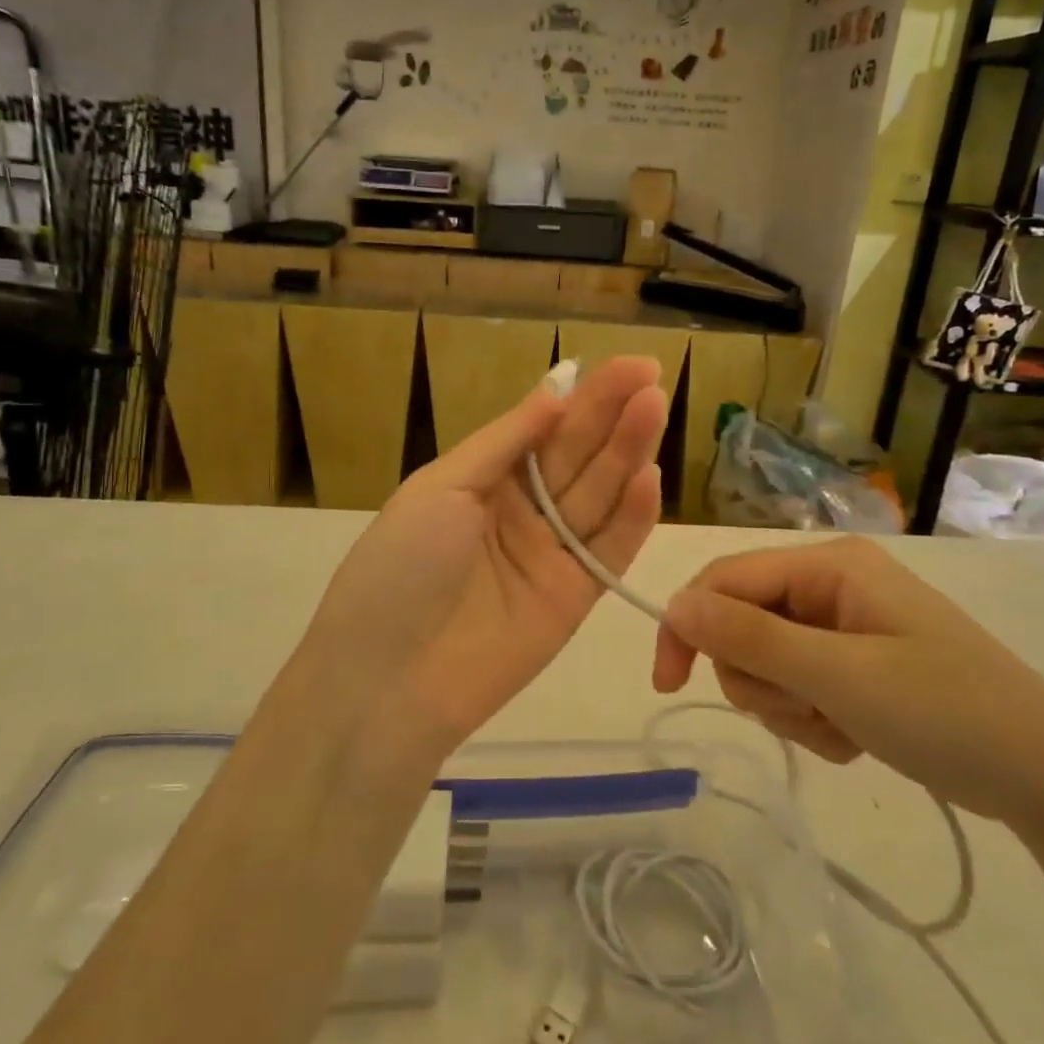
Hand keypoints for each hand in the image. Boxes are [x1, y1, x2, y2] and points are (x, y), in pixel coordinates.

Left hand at [289, 357, 667, 761]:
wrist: (388, 678)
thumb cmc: (402, 566)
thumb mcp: (442, 487)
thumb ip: (506, 441)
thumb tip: (556, 391)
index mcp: (484, 478)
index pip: (546, 428)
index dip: (585, 397)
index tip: (630, 365)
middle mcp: (522, 510)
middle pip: (577, 456)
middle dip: (613, 416)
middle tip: (652, 379)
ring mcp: (551, 553)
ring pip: (598, 496)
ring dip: (627, 454)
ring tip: (655, 409)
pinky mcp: (576, 596)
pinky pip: (609, 550)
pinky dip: (631, 517)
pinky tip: (650, 477)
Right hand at [653, 539, 1043, 832]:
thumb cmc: (947, 713)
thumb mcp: (840, 676)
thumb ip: (751, 637)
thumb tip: (674, 604)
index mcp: (828, 565)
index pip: (726, 579)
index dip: (689, 626)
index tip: (669, 684)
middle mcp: (830, 585)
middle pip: (742, 623)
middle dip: (762, 678)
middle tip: (809, 710)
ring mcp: (843, 626)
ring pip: (765, 663)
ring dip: (791, 706)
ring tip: (844, 729)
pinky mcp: (854, 665)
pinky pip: (797, 688)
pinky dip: (815, 721)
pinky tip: (858, 739)